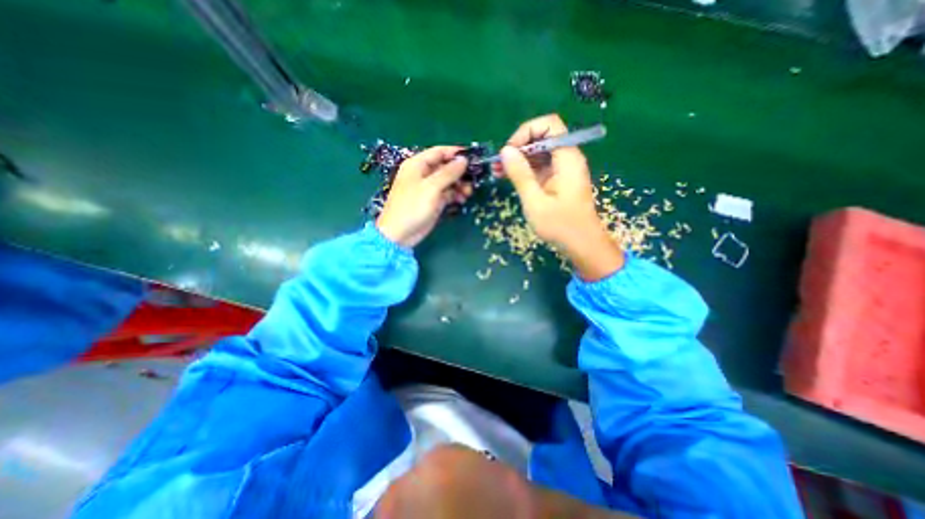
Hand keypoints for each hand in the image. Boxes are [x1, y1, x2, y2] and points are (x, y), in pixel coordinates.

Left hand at [375, 143, 471, 246]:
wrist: (400, 234)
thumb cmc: (412, 207)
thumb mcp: (431, 187)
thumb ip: (448, 172)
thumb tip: (464, 159)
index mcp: (418, 164)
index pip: (439, 152)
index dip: (456, 153)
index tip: (473, 158)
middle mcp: (423, 174)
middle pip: (446, 167)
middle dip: (460, 172)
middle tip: (474, 179)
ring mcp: (429, 189)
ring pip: (448, 181)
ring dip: (460, 185)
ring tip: (468, 193)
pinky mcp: (433, 201)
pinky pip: (447, 194)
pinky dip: (455, 195)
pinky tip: (462, 200)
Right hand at [495, 116, 623, 282]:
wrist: (582, 244)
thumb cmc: (561, 225)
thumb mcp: (535, 201)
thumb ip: (521, 175)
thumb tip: (505, 151)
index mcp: (567, 158)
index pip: (549, 125)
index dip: (526, 132)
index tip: (510, 151)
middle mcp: (567, 158)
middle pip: (542, 137)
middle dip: (518, 147)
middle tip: (498, 164)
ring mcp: (563, 170)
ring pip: (539, 153)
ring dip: (518, 160)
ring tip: (498, 172)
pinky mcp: (558, 180)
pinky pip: (540, 167)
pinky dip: (524, 171)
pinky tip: (508, 178)